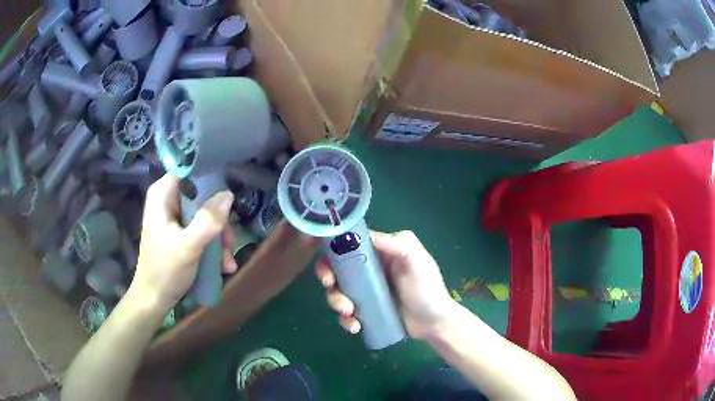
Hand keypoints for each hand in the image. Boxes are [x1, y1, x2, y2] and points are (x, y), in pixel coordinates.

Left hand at [130, 175, 237, 312]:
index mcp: (162, 195)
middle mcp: (167, 200)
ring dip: (219, 238)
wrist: (154, 299)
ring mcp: (173, 216)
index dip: (210, 180)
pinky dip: (212, 245)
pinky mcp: (179, 231)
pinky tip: (222, 264)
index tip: (227, 198)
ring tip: (226, 261)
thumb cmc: (165, 271)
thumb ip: (207, 220)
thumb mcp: (188, 247)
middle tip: (227, 244)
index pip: (190, 171)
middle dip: (218, 222)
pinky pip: (201, 228)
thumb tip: (228, 194)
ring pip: (205, 214)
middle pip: (202, 196)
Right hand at [315, 230, 455, 338]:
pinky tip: (355, 326)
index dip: (332, 244)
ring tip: (349, 311)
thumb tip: (373, 237)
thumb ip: (402, 245)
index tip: (315, 249)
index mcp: (379, 252)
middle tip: (329, 284)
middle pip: (337, 267)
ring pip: (338, 290)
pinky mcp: (365, 310)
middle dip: (327, 275)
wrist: (434, 323)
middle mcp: (369, 269)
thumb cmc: (427, 288)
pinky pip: (346, 312)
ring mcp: (365, 291)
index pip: (349, 241)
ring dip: (335, 300)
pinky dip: (345, 319)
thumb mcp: (419, 262)